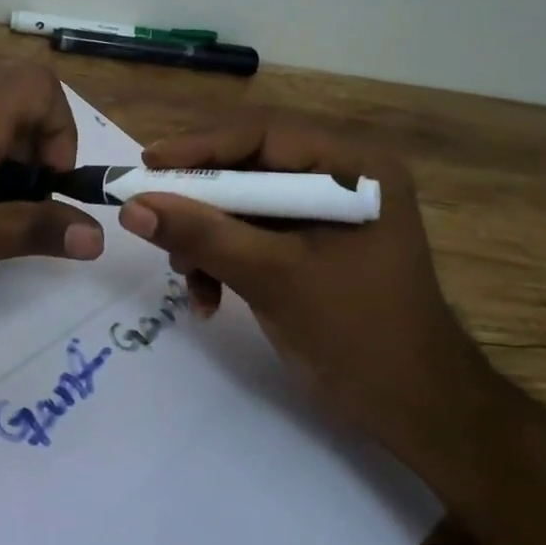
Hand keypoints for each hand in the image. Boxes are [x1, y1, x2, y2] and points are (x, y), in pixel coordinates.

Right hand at [117, 111, 473, 449]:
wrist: (413, 410)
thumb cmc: (357, 334)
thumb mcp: (272, 277)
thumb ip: (203, 236)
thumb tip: (132, 207)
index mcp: (353, 166)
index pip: (263, 134)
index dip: (200, 147)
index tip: (146, 166)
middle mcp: (339, 177)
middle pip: (248, 166)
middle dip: (199, 201)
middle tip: (150, 214)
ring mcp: (324, 212)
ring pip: (242, 203)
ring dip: (206, 237)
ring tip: (186, 274)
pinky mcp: (308, 244)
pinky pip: (251, 234)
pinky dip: (222, 259)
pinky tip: (207, 299)